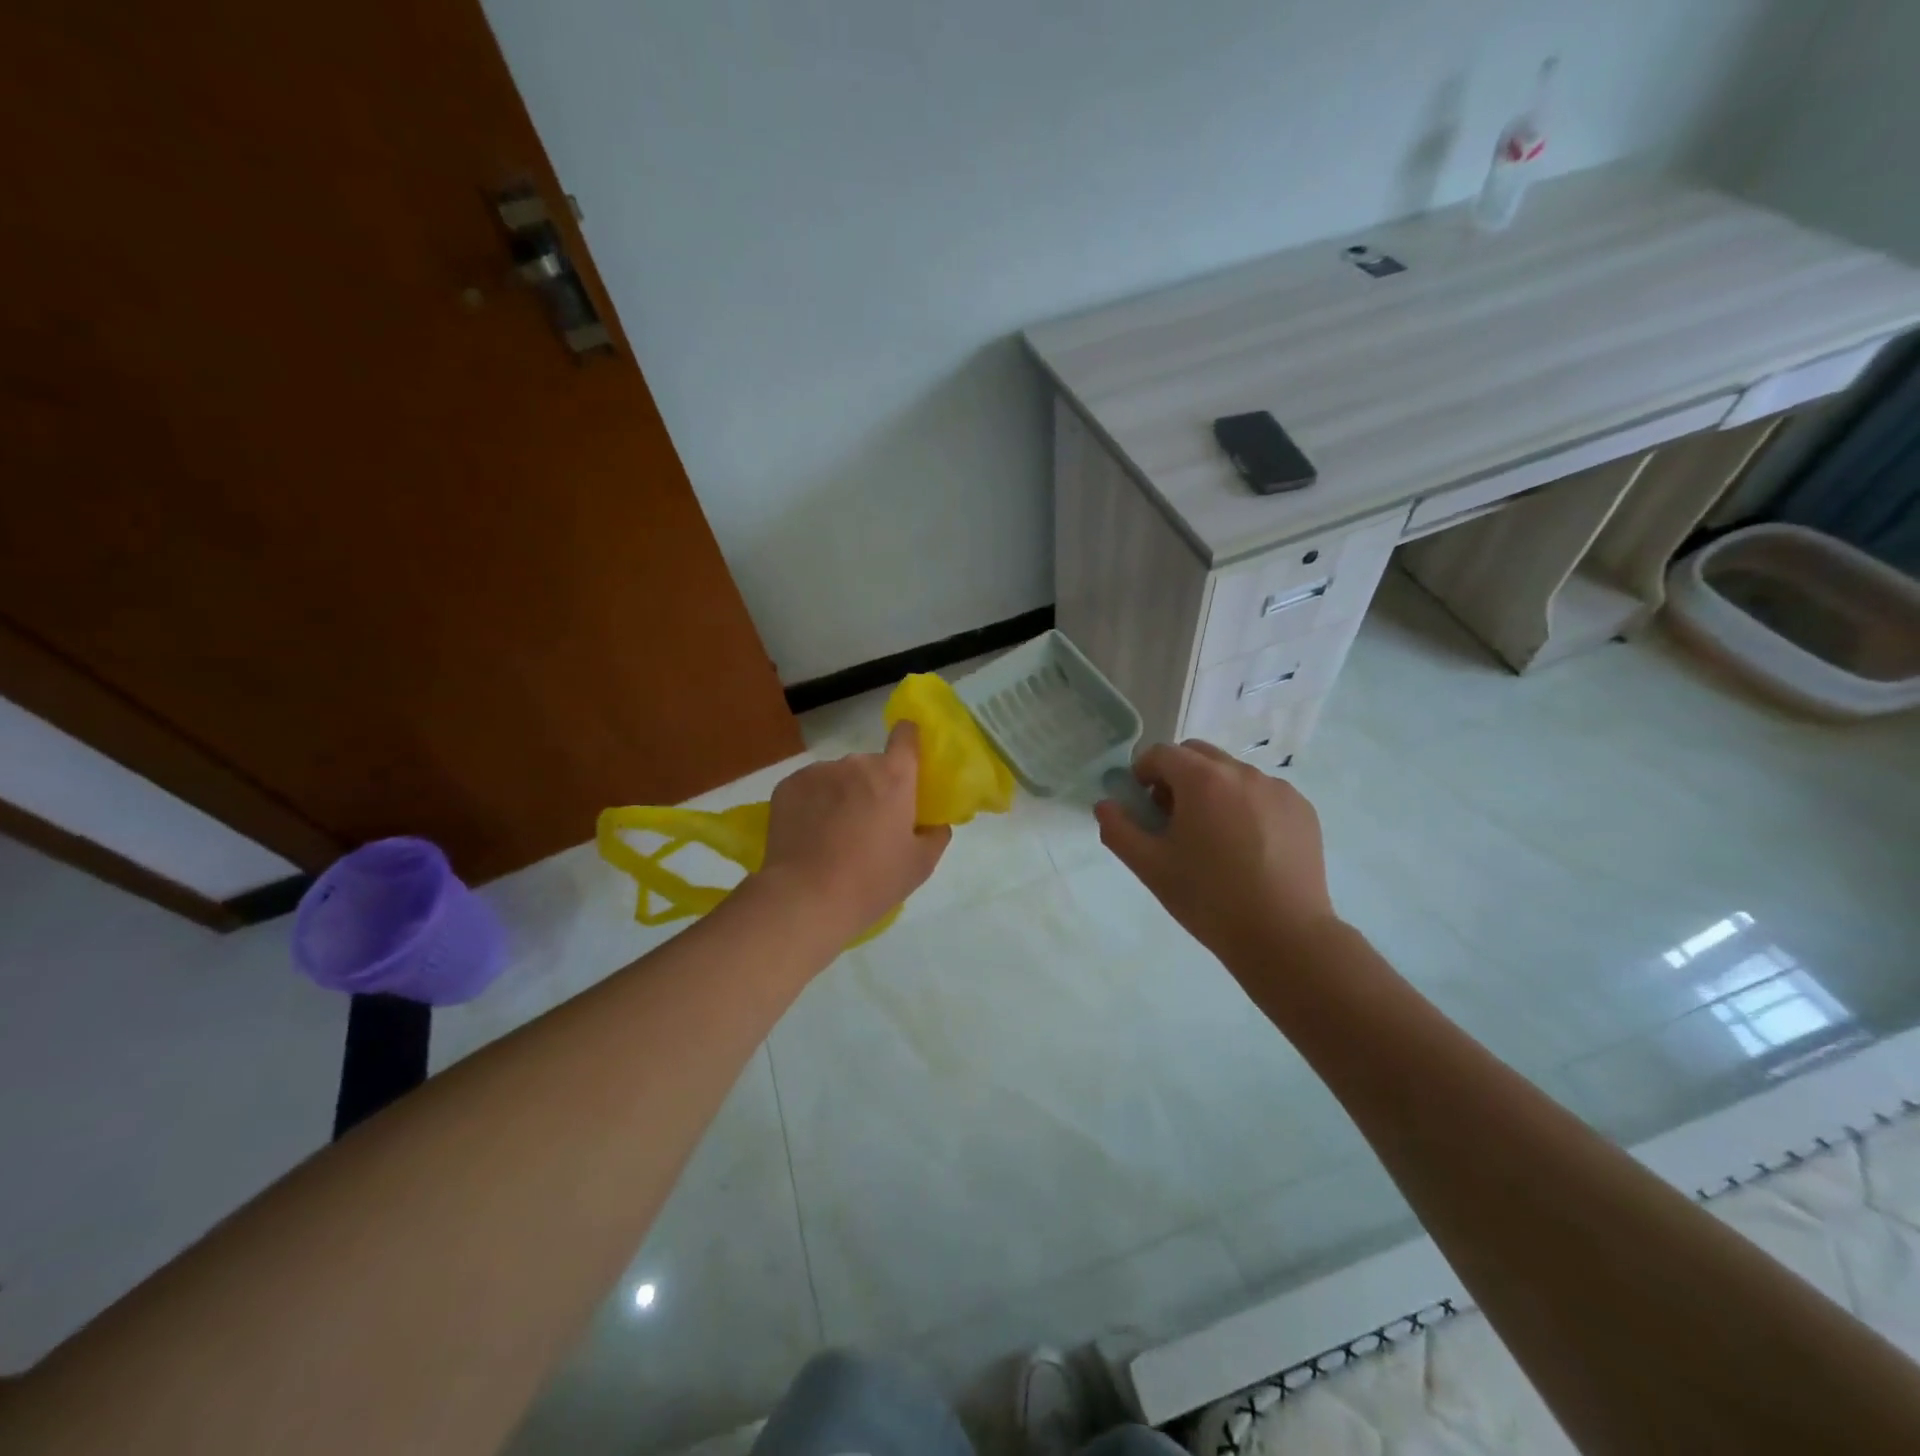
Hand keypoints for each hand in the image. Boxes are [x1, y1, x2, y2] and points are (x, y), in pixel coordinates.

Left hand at [756, 721, 950, 944]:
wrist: (806, 898)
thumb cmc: (872, 881)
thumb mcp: (920, 865)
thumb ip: (935, 835)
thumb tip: (934, 823)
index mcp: (894, 776)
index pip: (906, 734)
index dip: (908, 743)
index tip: (906, 764)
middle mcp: (856, 764)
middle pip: (870, 765)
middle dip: (872, 786)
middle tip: (868, 824)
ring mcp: (818, 772)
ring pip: (837, 777)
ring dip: (840, 795)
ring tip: (832, 835)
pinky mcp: (787, 786)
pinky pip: (808, 788)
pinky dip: (811, 804)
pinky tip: (808, 836)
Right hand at [1096, 740, 1338, 968]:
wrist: (1284, 936)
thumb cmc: (1208, 899)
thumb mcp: (1150, 867)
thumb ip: (1118, 829)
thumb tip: (1106, 805)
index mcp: (1202, 780)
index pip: (1161, 754)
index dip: (1143, 773)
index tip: (1143, 806)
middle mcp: (1242, 773)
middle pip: (1197, 754)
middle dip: (1177, 776)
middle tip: (1174, 820)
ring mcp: (1278, 789)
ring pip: (1231, 773)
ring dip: (1212, 790)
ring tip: (1214, 838)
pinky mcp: (1302, 809)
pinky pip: (1262, 792)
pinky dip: (1246, 805)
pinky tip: (1248, 848)